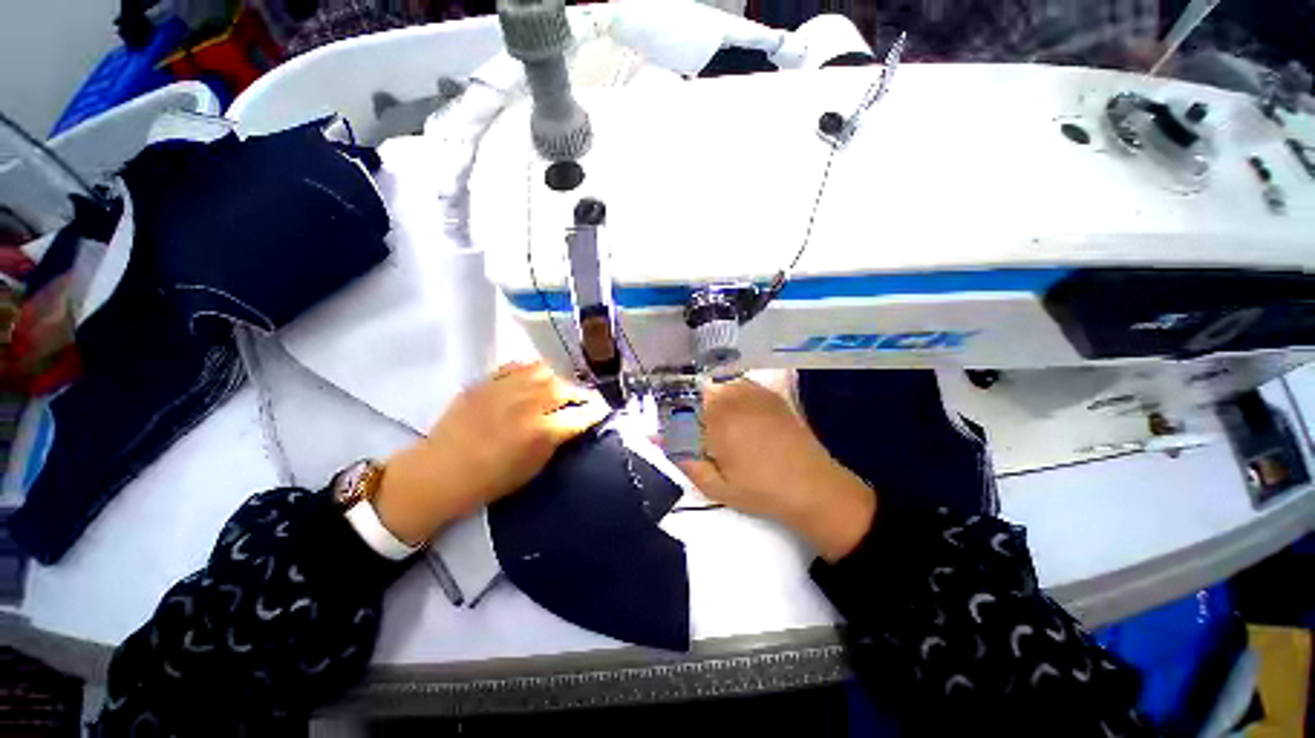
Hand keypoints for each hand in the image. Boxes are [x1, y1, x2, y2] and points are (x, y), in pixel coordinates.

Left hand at [375, 362, 608, 544]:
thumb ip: (557, 441)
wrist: (440, 473)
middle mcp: (527, 405)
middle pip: (566, 388)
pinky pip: (517, 366)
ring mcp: (505, 389)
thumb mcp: (533, 468)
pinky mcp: (486, 382)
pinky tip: (532, 380)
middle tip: (583, 400)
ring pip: (544, 371)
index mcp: (541, 432)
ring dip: (557, 380)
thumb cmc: (490, 481)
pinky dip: (531, 371)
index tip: (602, 411)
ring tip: (557, 389)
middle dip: (581, 394)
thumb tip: (572, 423)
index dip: (597, 411)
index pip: (582, 414)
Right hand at [679, 378, 875, 561]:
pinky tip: (734, 413)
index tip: (669, 434)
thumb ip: (685, 460)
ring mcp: (753, 394)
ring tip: (714, 425)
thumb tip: (659, 440)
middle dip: (688, 411)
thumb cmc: (761, 491)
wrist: (814, 487)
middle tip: (694, 434)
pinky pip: (738, 385)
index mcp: (718, 422)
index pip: (681, 410)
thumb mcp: (716, 486)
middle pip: (697, 394)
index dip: (671, 421)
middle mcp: (733, 400)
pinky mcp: (769, 394)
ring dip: (707, 401)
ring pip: (716, 386)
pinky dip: (728, 395)